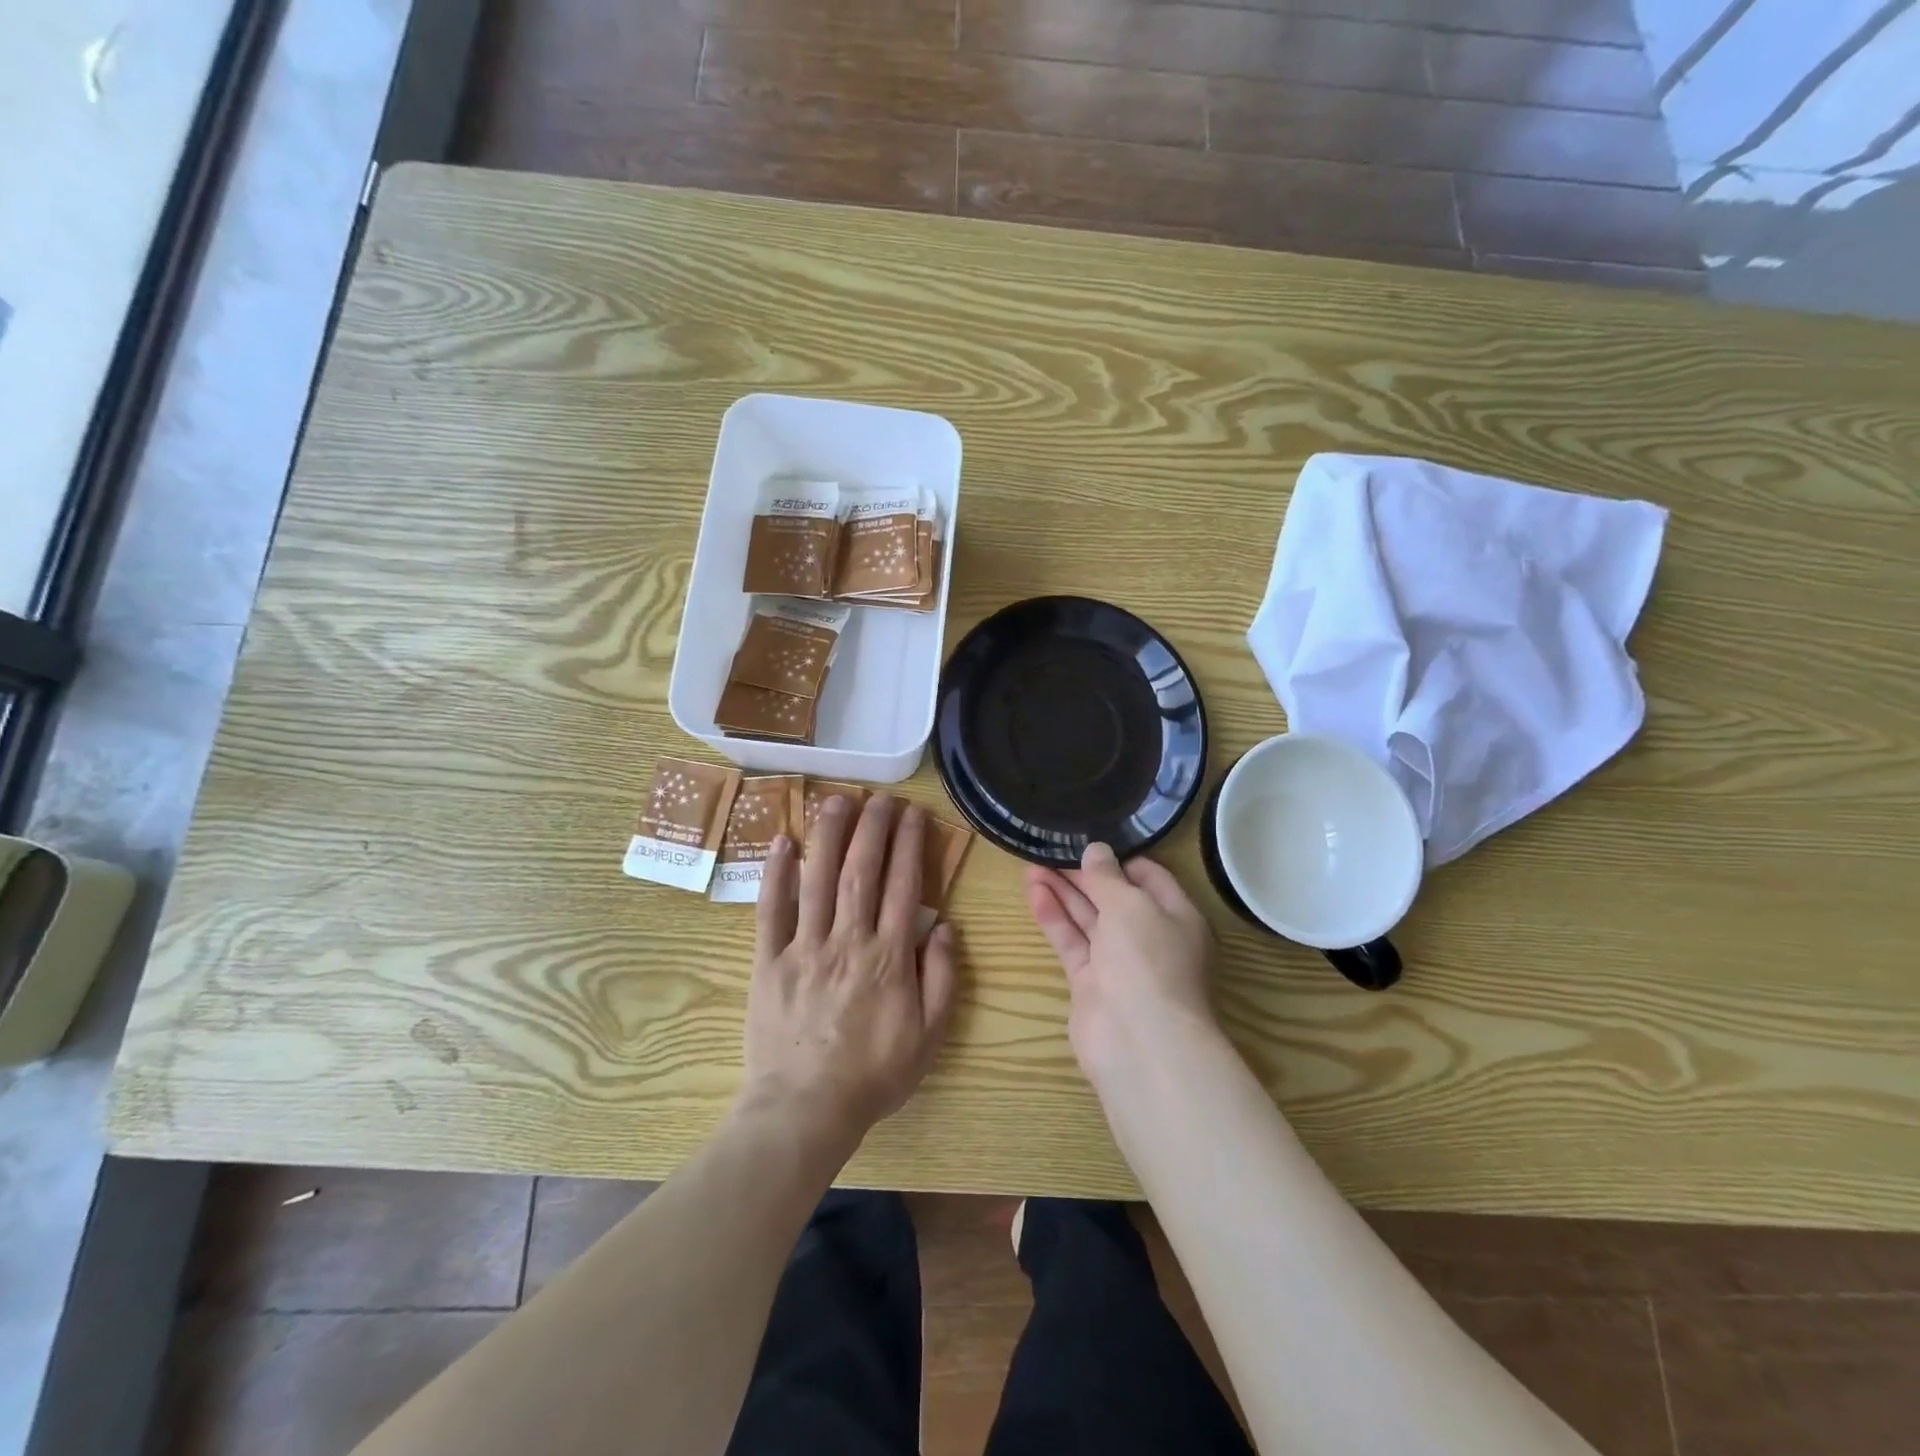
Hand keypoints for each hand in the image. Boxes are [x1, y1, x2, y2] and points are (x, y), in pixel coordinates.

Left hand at [742, 794, 958, 1151]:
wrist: (806, 1109)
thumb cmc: (874, 1074)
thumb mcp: (929, 1036)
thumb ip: (942, 979)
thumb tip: (947, 927)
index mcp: (889, 957)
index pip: (904, 887)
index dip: (910, 845)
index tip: (913, 814)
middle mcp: (848, 940)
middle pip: (861, 872)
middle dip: (872, 828)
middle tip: (879, 797)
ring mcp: (805, 948)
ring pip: (818, 880)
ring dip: (829, 835)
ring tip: (837, 799)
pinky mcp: (770, 961)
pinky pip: (771, 911)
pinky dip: (776, 874)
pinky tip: (782, 841)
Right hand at [1026, 843, 1218, 1083]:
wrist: (1139, 1042)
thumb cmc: (1148, 960)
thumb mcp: (1130, 905)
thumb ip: (1108, 876)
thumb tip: (1096, 850)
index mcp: (1176, 916)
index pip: (1149, 877)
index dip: (1120, 858)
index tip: (1088, 841)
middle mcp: (1149, 937)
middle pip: (1113, 897)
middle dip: (1083, 874)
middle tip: (1049, 849)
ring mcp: (1119, 962)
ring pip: (1088, 919)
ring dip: (1062, 892)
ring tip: (1030, 864)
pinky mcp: (1090, 983)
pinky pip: (1071, 942)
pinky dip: (1054, 918)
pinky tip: (1033, 893)